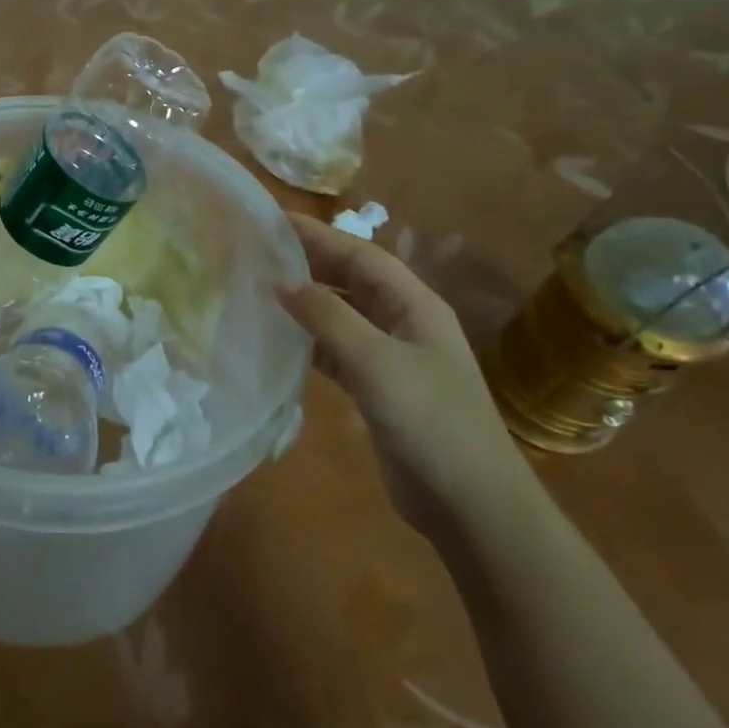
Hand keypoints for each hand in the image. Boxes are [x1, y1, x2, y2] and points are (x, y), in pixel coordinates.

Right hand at [278, 213, 533, 538]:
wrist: (471, 506)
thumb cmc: (431, 422)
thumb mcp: (376, 363)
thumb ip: (328, 317)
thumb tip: (280, 281)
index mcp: (415, 305)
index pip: (360, 255)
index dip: (318, 235)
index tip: (271, 221)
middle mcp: (403, 323)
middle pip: (350, 279)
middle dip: (308, 262)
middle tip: (256, 250)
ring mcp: (391, 357)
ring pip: (340, 314)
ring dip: (305, 301)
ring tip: (258, 288)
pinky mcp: (377, 388)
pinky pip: (335, 350)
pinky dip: (307, 340)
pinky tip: (277, 339)